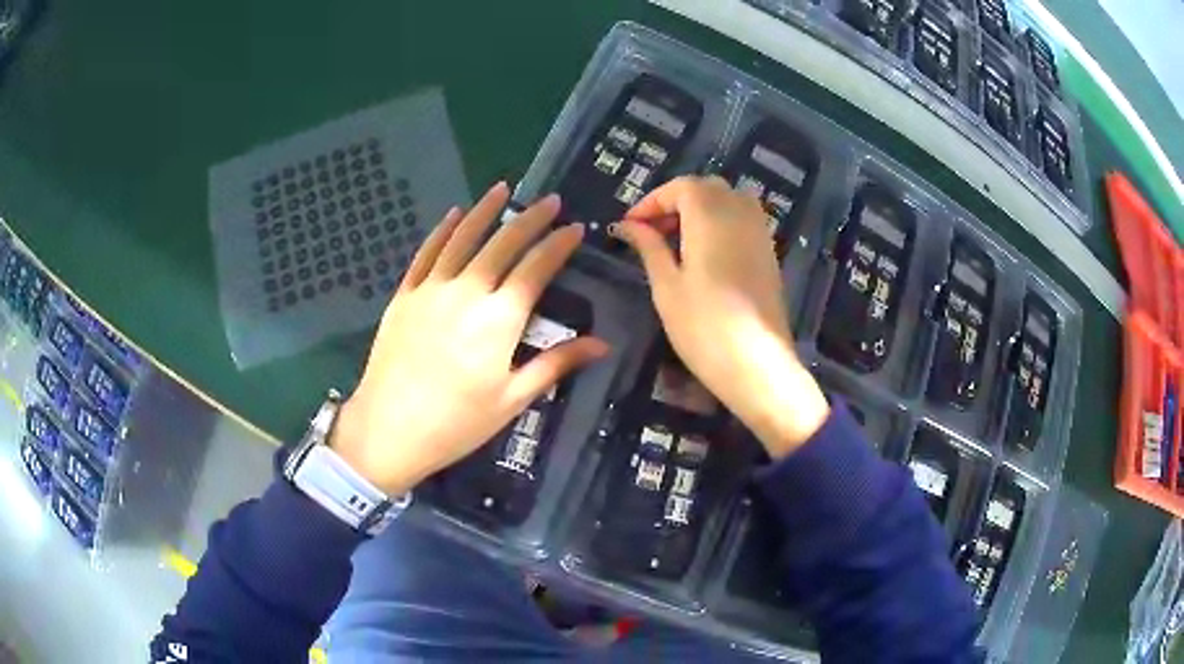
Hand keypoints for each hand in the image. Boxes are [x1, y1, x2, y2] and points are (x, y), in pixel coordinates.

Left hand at [330, 183, 609, 494]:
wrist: (389, 429)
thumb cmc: (457, 423)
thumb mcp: (512, 399)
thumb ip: (556, 364)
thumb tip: (602, 344)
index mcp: (499, 319)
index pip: (536, 268)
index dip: (558, 245)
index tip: (575, 229)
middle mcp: (467, 291)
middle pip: (503, 244)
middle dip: (530, 219)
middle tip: (550, 200)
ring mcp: (431, 289)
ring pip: (463, 238)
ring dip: (485, 211)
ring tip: (502, 189)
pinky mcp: (404, 295)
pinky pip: (426, 253)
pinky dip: (442, 230)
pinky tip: (454, 215)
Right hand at [613, 176, 827, 457]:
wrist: (757, 365)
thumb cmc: (703, 327)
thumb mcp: (666, 286)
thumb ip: (649, 247)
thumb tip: (628, 225)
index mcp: (711, 215)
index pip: (680, 187)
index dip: (652, 201)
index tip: (630, 225)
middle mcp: (740, 213)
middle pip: (706, 188)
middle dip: (675, 201)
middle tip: (651, 232)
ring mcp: (760, 232)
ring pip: (728, 200)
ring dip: (700, 209)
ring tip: (677, 241)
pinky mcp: (769, 252)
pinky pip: (744, 219)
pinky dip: (721, 222)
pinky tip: (705, 253)